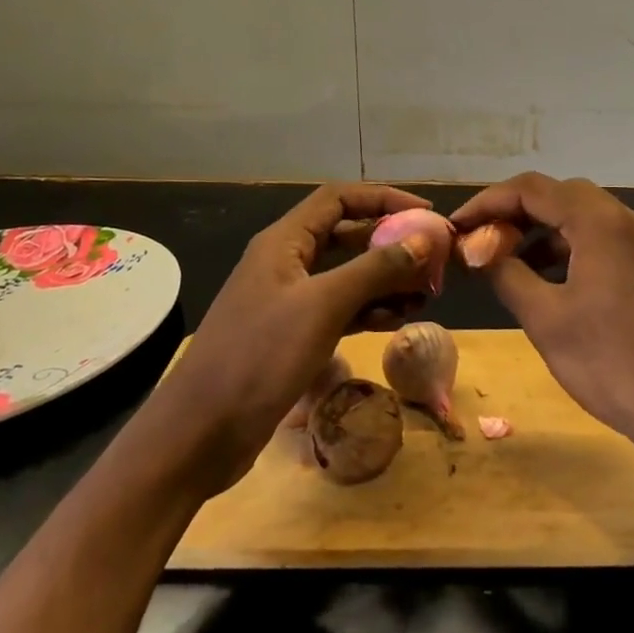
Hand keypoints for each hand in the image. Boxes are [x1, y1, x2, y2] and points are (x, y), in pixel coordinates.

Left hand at [151, 183, 437, 493]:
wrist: (200, 433)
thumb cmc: (260, 356)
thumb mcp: (323, 306)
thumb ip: (375, 269)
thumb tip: (424, 239)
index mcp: (284, 241)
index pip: (339, 199)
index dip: (384, 199)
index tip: (427, 214)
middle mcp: (286, 263)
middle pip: (345, 236)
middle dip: (389, 243)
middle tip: (433, 260)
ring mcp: (288, 301)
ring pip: (346, 276)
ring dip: (384, 280)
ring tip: (426, 293)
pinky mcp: (292, 336)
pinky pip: (339, 310)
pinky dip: (368, 310)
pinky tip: (398, 320)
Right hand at [451, 173, 633, 460]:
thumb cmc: (612, 363)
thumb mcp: (546, 319)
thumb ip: (505, 273)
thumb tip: (477, 250)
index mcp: (599, 222)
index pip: (531, 189)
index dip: (487, 202)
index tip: (456, 227)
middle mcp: (627, 220)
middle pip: (560, 195)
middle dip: (515, 213)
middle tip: (481, 241)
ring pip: (584, 218)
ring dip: (542, 232)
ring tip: (508, 262)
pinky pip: (604, 241)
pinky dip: (570, 250)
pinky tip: (550, 282)